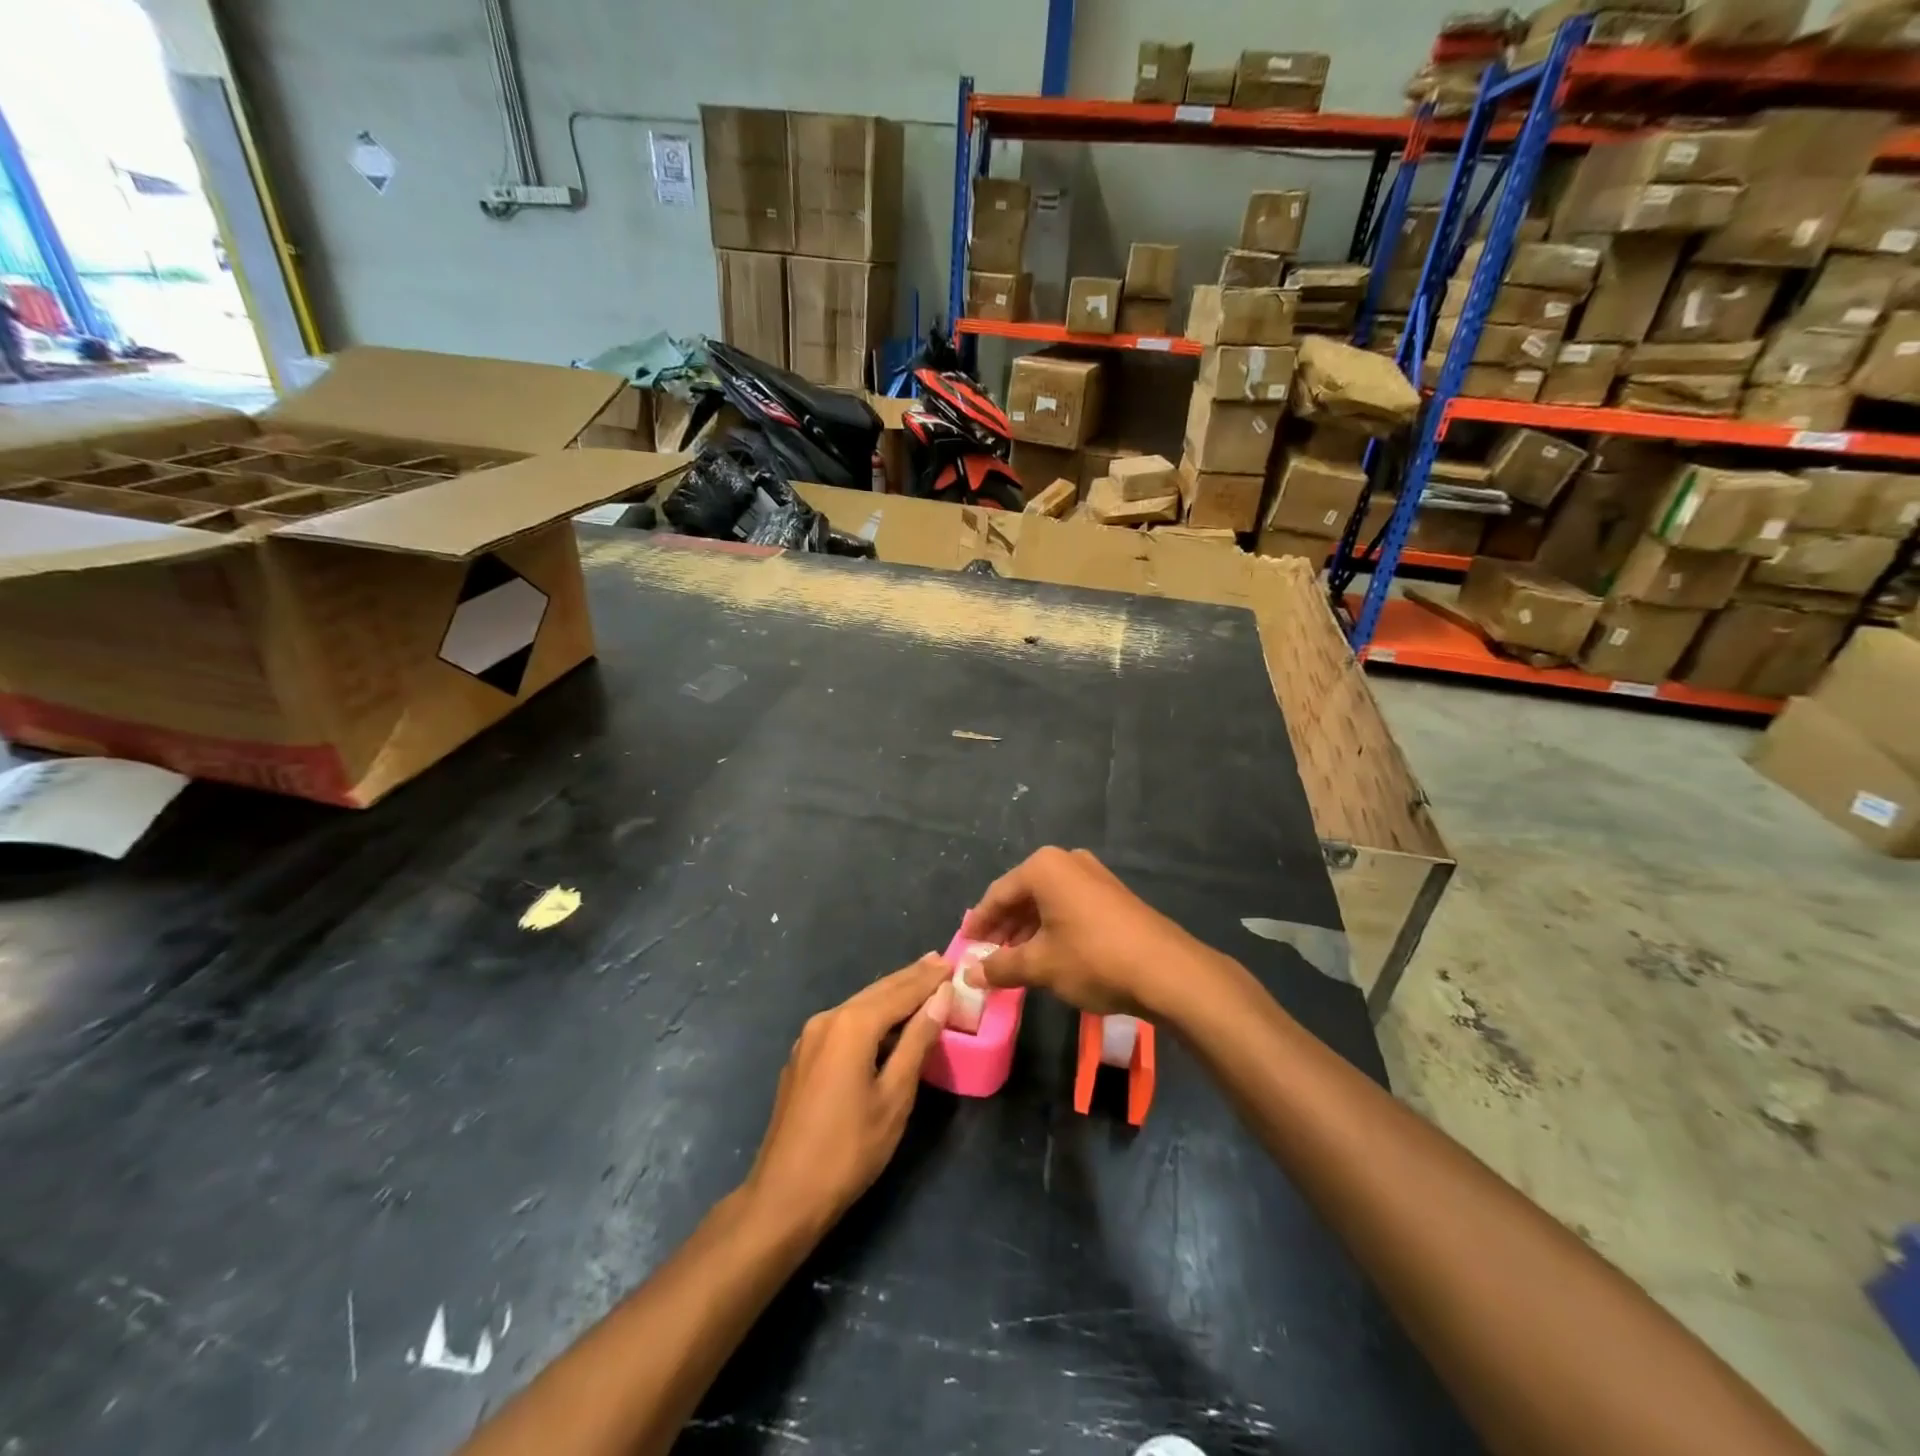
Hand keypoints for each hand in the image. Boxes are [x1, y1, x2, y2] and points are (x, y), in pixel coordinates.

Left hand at [742, 955, 951, 1235]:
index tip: (953, 962)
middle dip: (910, 978)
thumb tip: (940, 997)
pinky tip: (886, 1018)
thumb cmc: (849, 1149)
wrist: (785, 1195)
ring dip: (891, 994)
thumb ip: (917, 1041)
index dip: (928, 979)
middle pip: (877, 992)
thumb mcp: (894, 1096)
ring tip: (920, 982)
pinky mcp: (803, 1056)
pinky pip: (844, 1022)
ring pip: (859, 1005)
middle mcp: (827, 1019)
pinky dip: (871, 1014)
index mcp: (852, 1025)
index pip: (900, 992)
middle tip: (939, 962)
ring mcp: (810, 1037)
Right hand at [961, 847, 1222, 1017]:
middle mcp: (1067, 862)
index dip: (979, 923)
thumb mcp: (1040, 966)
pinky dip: (1052, 928)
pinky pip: (1069, 907)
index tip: (965, 946)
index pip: (998, 894)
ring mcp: (1093, 876)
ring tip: (1014, 962)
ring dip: (1027, 931)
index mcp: (1044, 868)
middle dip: (1004, 927)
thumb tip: (970, 973)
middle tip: (987, 957)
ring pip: (1047, 902)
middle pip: (1022, 895)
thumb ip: (1001, 967)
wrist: (1166, 970)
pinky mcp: (1112, 895)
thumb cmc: (1093, 959)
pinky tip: (1047, 956)